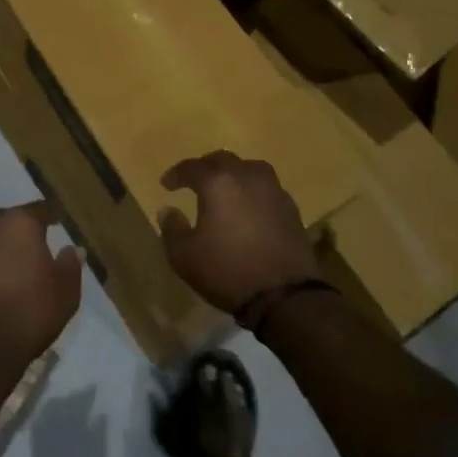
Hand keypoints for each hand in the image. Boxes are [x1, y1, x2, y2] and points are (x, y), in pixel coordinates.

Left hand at [0, 203, 82, 366]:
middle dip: (16, 232)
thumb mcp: (65, 294)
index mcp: (20, 223)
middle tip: (26, 251)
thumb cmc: (27, 317)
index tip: (56, 221)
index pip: (40, 210)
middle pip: (6, 220)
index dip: (50, 216)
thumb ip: (70, 265)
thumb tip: (72, 249)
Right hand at [159, 153, 316, 314]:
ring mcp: (273, 190)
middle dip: (205, 168)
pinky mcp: (291, 208)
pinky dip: (253, 191)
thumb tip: (168, 210)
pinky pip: (267, 188)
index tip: (166, 185)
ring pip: (249, 168)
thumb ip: (172, 228)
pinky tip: (249, 207)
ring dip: (233, 174)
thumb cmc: (227, 271)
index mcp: (218, 183)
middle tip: (194, 181)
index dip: (176, 174)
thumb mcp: (184, 256)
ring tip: (225, 189)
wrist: (284, 296)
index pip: (192, 167)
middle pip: (223, 160)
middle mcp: (247, 177)